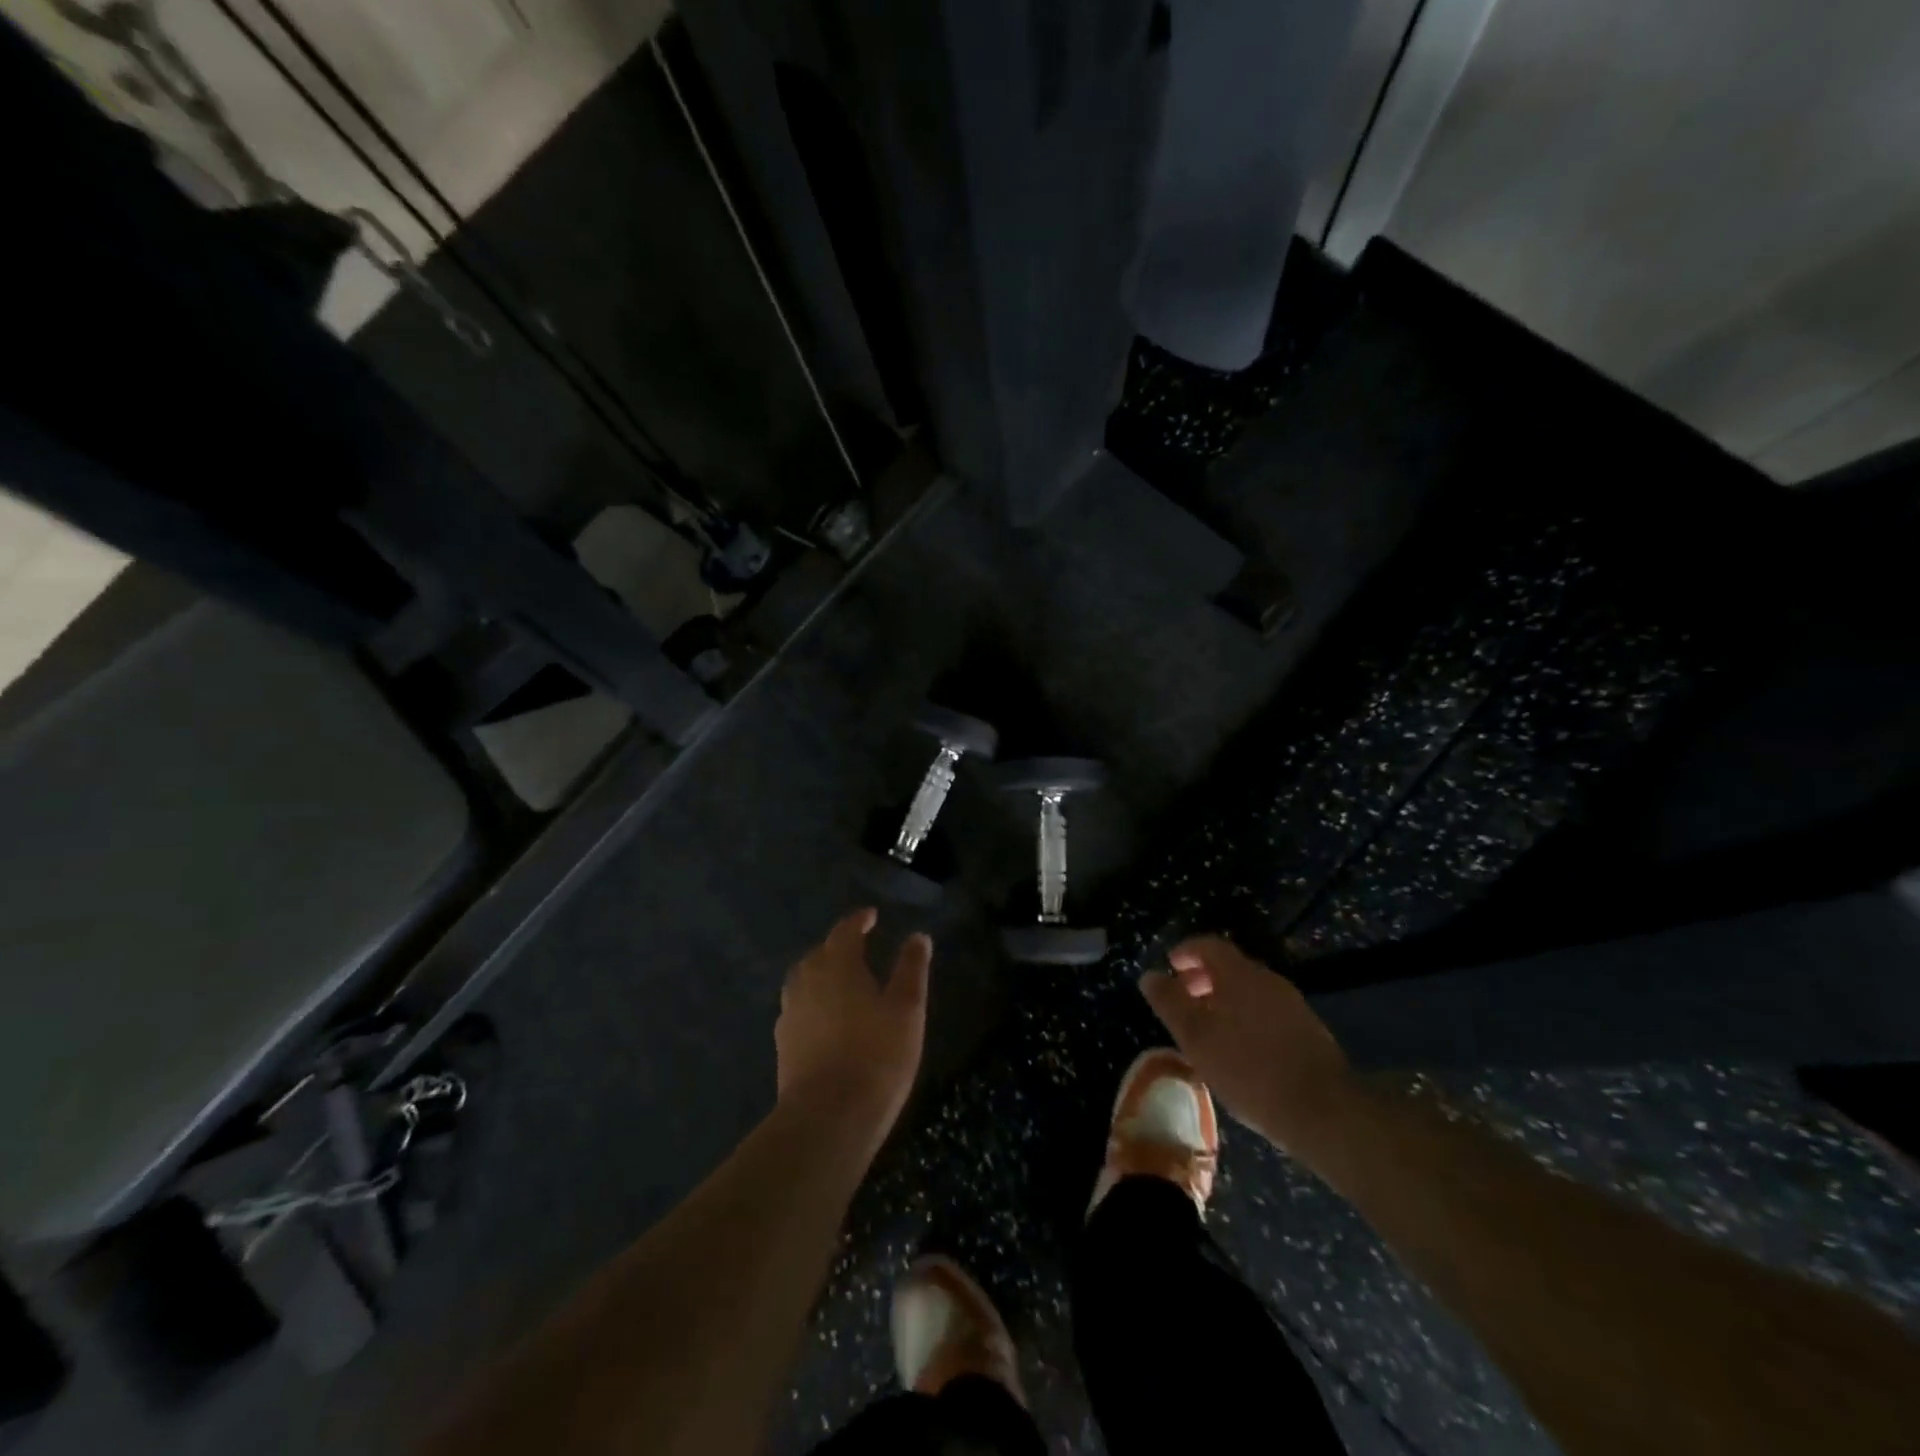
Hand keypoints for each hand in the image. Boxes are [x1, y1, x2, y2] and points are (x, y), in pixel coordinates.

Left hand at [776, 908, 930, 1137]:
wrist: (828, 1116)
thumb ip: (911, 969)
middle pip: (819, 953)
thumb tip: (918, 936)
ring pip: (803, 980)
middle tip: (858, 949)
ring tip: (839, 981)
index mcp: (837, 965)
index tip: (871, 916)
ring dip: (820, 973)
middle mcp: (807, 981)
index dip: (858, 921)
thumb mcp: (907, 1009)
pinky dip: (812, 1002)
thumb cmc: (877, 1055)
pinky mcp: (783, 1044)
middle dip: (837, 947)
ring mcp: (790, 1013)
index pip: (845, 931)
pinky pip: (797, 1008)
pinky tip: (824, 1019)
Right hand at [1139, 935, 1358, 1162]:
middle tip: (1183, 1001)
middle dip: (1202, 978)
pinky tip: (1239, 1049)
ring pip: (1249, 990)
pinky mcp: (1308, 1030)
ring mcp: (1292, 1004)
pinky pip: (1266, 1010)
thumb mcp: (1196, 1038)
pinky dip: (1245, 1016)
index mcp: (1239, 974)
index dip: (1186, 951)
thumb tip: (1150, 976)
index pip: (1208, 945)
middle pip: (1229, 966)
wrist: (1324, 1110)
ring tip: (1207, 1029)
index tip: (1169, 967)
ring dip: (1224, 1000)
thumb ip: (1170, 1003)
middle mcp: (1267, 979)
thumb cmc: (1248, 1069)